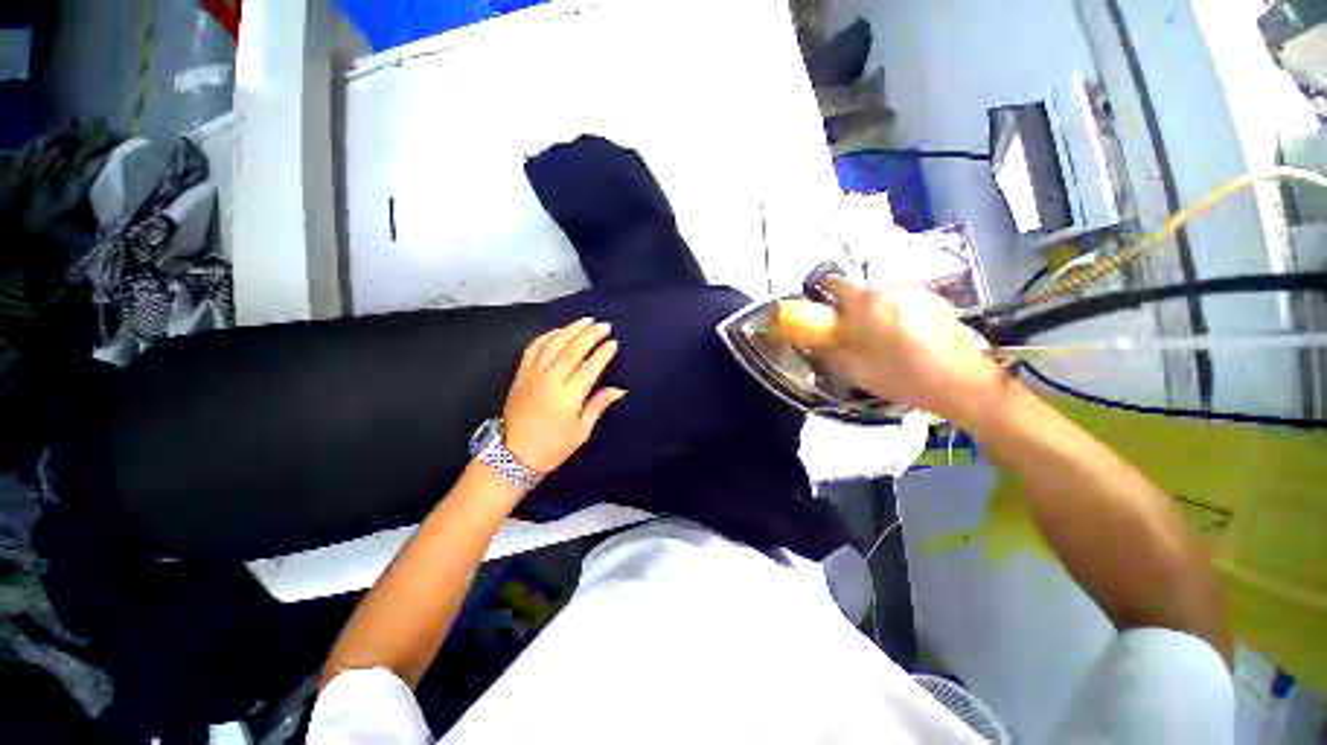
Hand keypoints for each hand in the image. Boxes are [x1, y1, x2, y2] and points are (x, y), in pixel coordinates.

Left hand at [501, 318, 626, 473]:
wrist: (512, 455)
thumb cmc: (552, 447)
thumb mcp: (581, 431)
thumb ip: (598, 405)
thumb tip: (619, 390)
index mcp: (568, 397)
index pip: (590, 367)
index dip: (603, 353)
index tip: (614, 343)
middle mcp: (550, 380)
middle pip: (572, 350)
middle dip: (590, 335)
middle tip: (604, 325)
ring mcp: (533, 375)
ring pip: (553, 344)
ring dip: (570, 330)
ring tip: (585, 320)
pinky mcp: (521, 374)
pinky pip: (533, 348)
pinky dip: (546, 336)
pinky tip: (558, 331)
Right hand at [820, 276, 1006, 423]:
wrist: (960, 381)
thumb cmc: (901, 375)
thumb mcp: (854, 369)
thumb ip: (828, 351)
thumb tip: (814, 342)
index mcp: (865, 302)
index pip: (834, 282)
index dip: (822, 289)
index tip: (818, 302)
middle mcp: (890, 287)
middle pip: (860, 289)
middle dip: (850, 305)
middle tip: (850, 329)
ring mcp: (916, 290)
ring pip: (883, 294)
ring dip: (874, 307)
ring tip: (880, 333)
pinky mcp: (936, 298)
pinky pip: (904, 298)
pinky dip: (896, 309)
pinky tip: (904, 333)